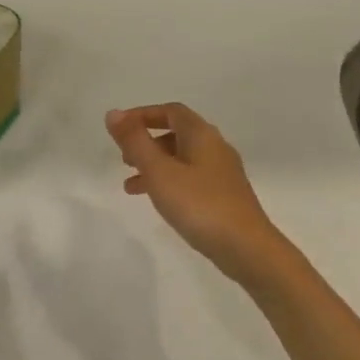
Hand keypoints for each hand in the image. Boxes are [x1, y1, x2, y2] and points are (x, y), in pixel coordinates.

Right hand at [106, 104, 286, 283]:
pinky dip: (169, 183)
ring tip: (130, 186)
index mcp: (202, 135)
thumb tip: (113, 113)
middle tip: (124, 159)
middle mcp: (215, 148)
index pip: (170, 111)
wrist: (246, 248)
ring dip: (155, 166)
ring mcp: (222, 173)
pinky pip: (190, 179)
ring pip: (181, 159)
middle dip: (146, 142)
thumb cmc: (199, 204)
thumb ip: (135, 142)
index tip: (118, 129)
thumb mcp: (159, 171)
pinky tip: (158, 202)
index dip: (142, 115)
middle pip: (176, 133)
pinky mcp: (224, 196)